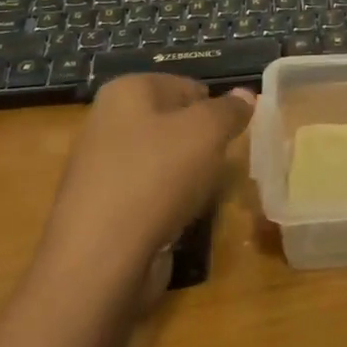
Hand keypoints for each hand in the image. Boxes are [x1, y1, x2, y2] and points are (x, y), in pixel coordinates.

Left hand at [45, 75, 254, 264]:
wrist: (100, 260)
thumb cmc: (157, 176)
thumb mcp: (208, 132)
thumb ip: (230, 110)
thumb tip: (245, 94)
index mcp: (127, 91)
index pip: (187, 86)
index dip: (215, 109)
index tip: (232, 136)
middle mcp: (107, 122)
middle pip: (174, 124)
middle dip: (201, 144)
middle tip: (221, 165)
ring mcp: (100, 167)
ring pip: (163, 161)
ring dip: (188, 177)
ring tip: (201, 196)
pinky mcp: (102, 208)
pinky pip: (149, 195)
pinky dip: (168, 204)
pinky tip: (179, 220)